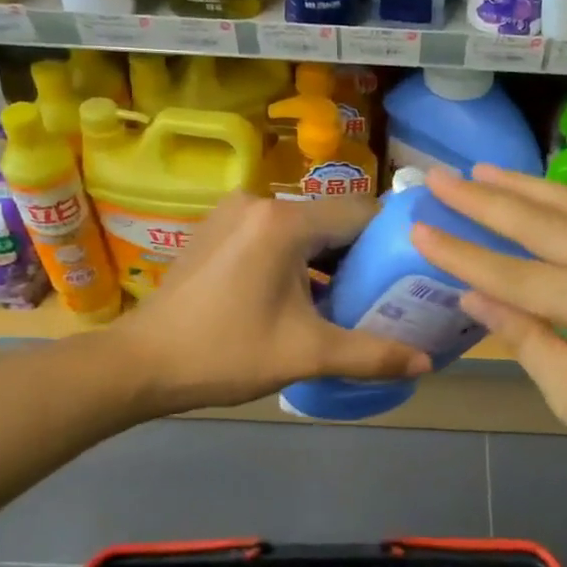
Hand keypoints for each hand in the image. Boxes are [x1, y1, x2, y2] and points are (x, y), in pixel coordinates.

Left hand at [124, 192, 428, 415]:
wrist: (140, 364)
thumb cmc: (225, 353)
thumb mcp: (306, 354)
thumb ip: (372, 354)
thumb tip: (426, 363)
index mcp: (285, 222)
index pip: (361, 213)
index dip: (393, 239)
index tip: (413, 269)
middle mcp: (260, 202)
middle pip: (331, 219)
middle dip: (360, 254)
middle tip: (386, 291)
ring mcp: (233, 213)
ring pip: (302, 228)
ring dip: (327, 258)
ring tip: (349, 297)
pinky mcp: (217, 229)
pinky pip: (274, 234)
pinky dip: (296, 258)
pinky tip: (302, 294)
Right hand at [412, 165, 566, 497]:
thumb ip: (525, 338)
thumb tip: (472, 295)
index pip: (523, 276)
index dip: (466, 254)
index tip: (420, 228)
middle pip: (548, 226)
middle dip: (488, 201)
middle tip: (440, 179)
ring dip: (524, 188)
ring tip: (480, 172)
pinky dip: (558, 203)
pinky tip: (533, 193)